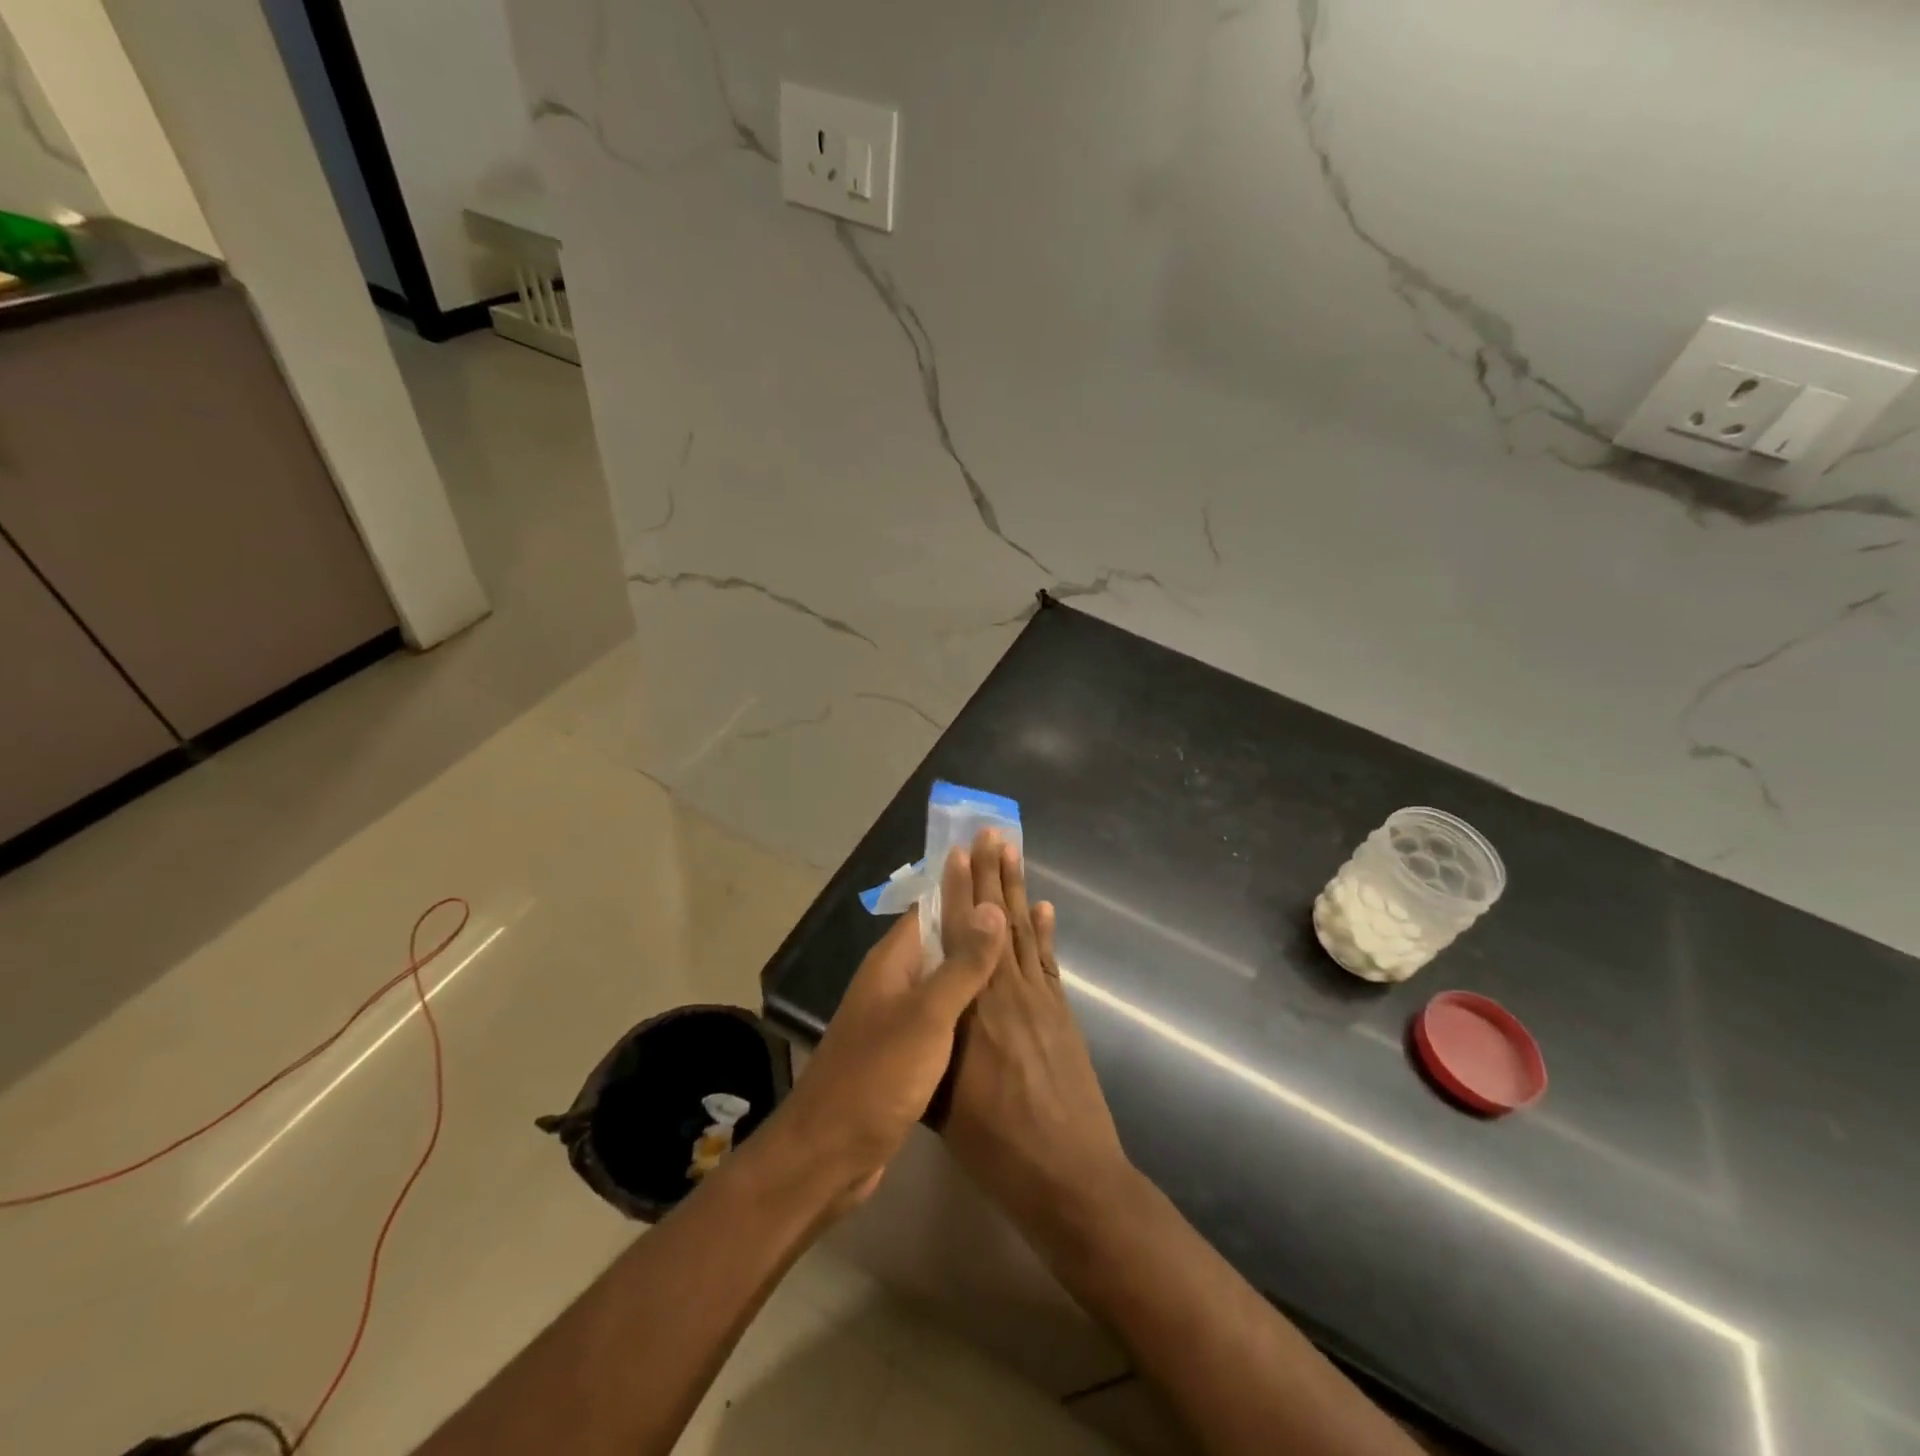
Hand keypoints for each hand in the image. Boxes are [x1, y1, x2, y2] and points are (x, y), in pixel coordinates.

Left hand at [770, 852, 1007, 1212]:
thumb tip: (990, 905)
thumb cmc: (878, 1076)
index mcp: (893, 962)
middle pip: (939, 935)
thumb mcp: (927, 1017)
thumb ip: (962, 964)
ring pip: (943, 974)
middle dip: (975, 913)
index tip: (995, 854)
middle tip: (1016, 892)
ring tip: (1016, 941)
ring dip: (975, 957)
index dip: (963, 879)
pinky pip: (944, 1010)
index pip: (932, 905)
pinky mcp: (905, 1050)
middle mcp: (893, 980)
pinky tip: (996, 1003)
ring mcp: (897, 1016)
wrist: (831, 1153)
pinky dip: (969, 997)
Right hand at [941, 832, 1132, 1239]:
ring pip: (1023, 932)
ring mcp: (1040, 1001)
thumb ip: (930, 1051)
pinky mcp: (1061, 1015)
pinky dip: (1044, 932)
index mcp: (972, 1009)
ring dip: (1016, 891)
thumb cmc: (996, 1146)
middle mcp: (1006, 992)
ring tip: (1012, 853)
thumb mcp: (942, 1104)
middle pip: (995, 922)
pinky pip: (1048, 962)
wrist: (1070, 1177)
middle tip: (989, 833)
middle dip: (991, 875)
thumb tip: (914, 1016)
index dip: (959, 892)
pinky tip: (1042, 909)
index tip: (957, 853)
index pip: (961, 936)